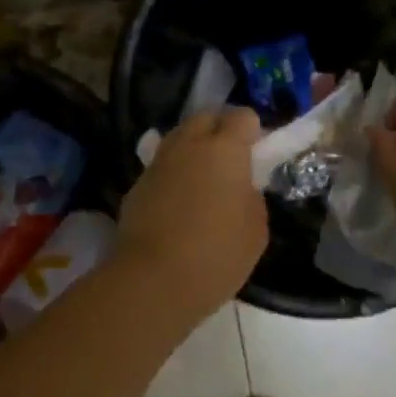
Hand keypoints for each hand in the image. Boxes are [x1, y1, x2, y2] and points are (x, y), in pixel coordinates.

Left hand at [116, 108, 267, 319]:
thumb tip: (241, 188)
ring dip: (194, 149)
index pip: (242, 116)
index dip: (253, 131)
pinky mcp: (137, 184)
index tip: (258, 154)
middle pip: (206, 117)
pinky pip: (162, 166)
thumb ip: (252, 196)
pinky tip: (178, 204)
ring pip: (179, 138)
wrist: (153, 280)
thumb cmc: (217, 254)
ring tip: (204, 180)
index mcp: (225, 148)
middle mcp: (189, 144)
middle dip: (220, 129)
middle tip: (231, 161)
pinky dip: (174, 174)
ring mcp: (159, 162)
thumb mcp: (256, 229)